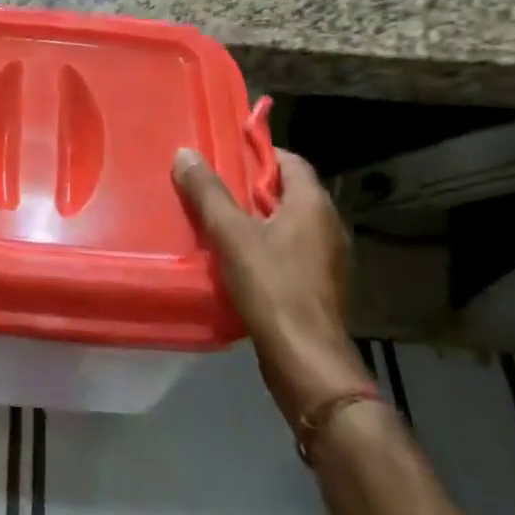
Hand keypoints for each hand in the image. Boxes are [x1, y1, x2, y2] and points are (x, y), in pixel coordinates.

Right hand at [173, 145, 368, 426]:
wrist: (306, 362)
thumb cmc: (272, 287)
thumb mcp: (231, 235)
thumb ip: (208, 193)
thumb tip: (186, 153)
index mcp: (313, 205)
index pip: (290, 161)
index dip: (259, 154)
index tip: (225, 154)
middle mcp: (328, 226)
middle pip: (288, 192)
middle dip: (251, 187)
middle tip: (212, 186)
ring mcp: (328, 259)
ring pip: (288, 224)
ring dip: (257, 219)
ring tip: (217, 220)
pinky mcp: (320, 287)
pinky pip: (291, 251)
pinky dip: (266, 246)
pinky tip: (237, 258)